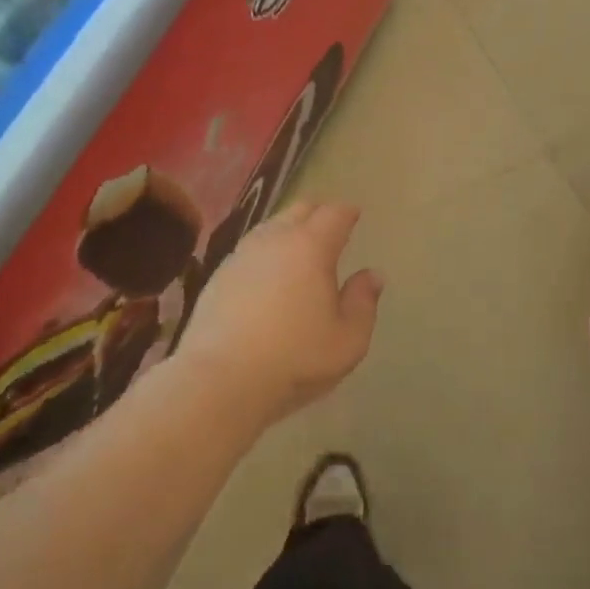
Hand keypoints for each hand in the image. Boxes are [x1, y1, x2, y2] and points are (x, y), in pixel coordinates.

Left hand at [173, 202, 382, 428]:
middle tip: (329, 225)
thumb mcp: (348, 340)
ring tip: (298, 246)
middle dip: (317, 212)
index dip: (347, 212)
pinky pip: (248, 251)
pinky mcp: (217, 276)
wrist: (220, 379)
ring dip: (287, 229)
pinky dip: (264, 253)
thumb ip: (363, 302)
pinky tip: (266, 273)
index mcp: (311, 247)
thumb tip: (371, 275)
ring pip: (270, 227)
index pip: (333, 214)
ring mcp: (241, 256)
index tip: (354, 214)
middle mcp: (274, 240)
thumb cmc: (295, 358)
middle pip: (298, 210)